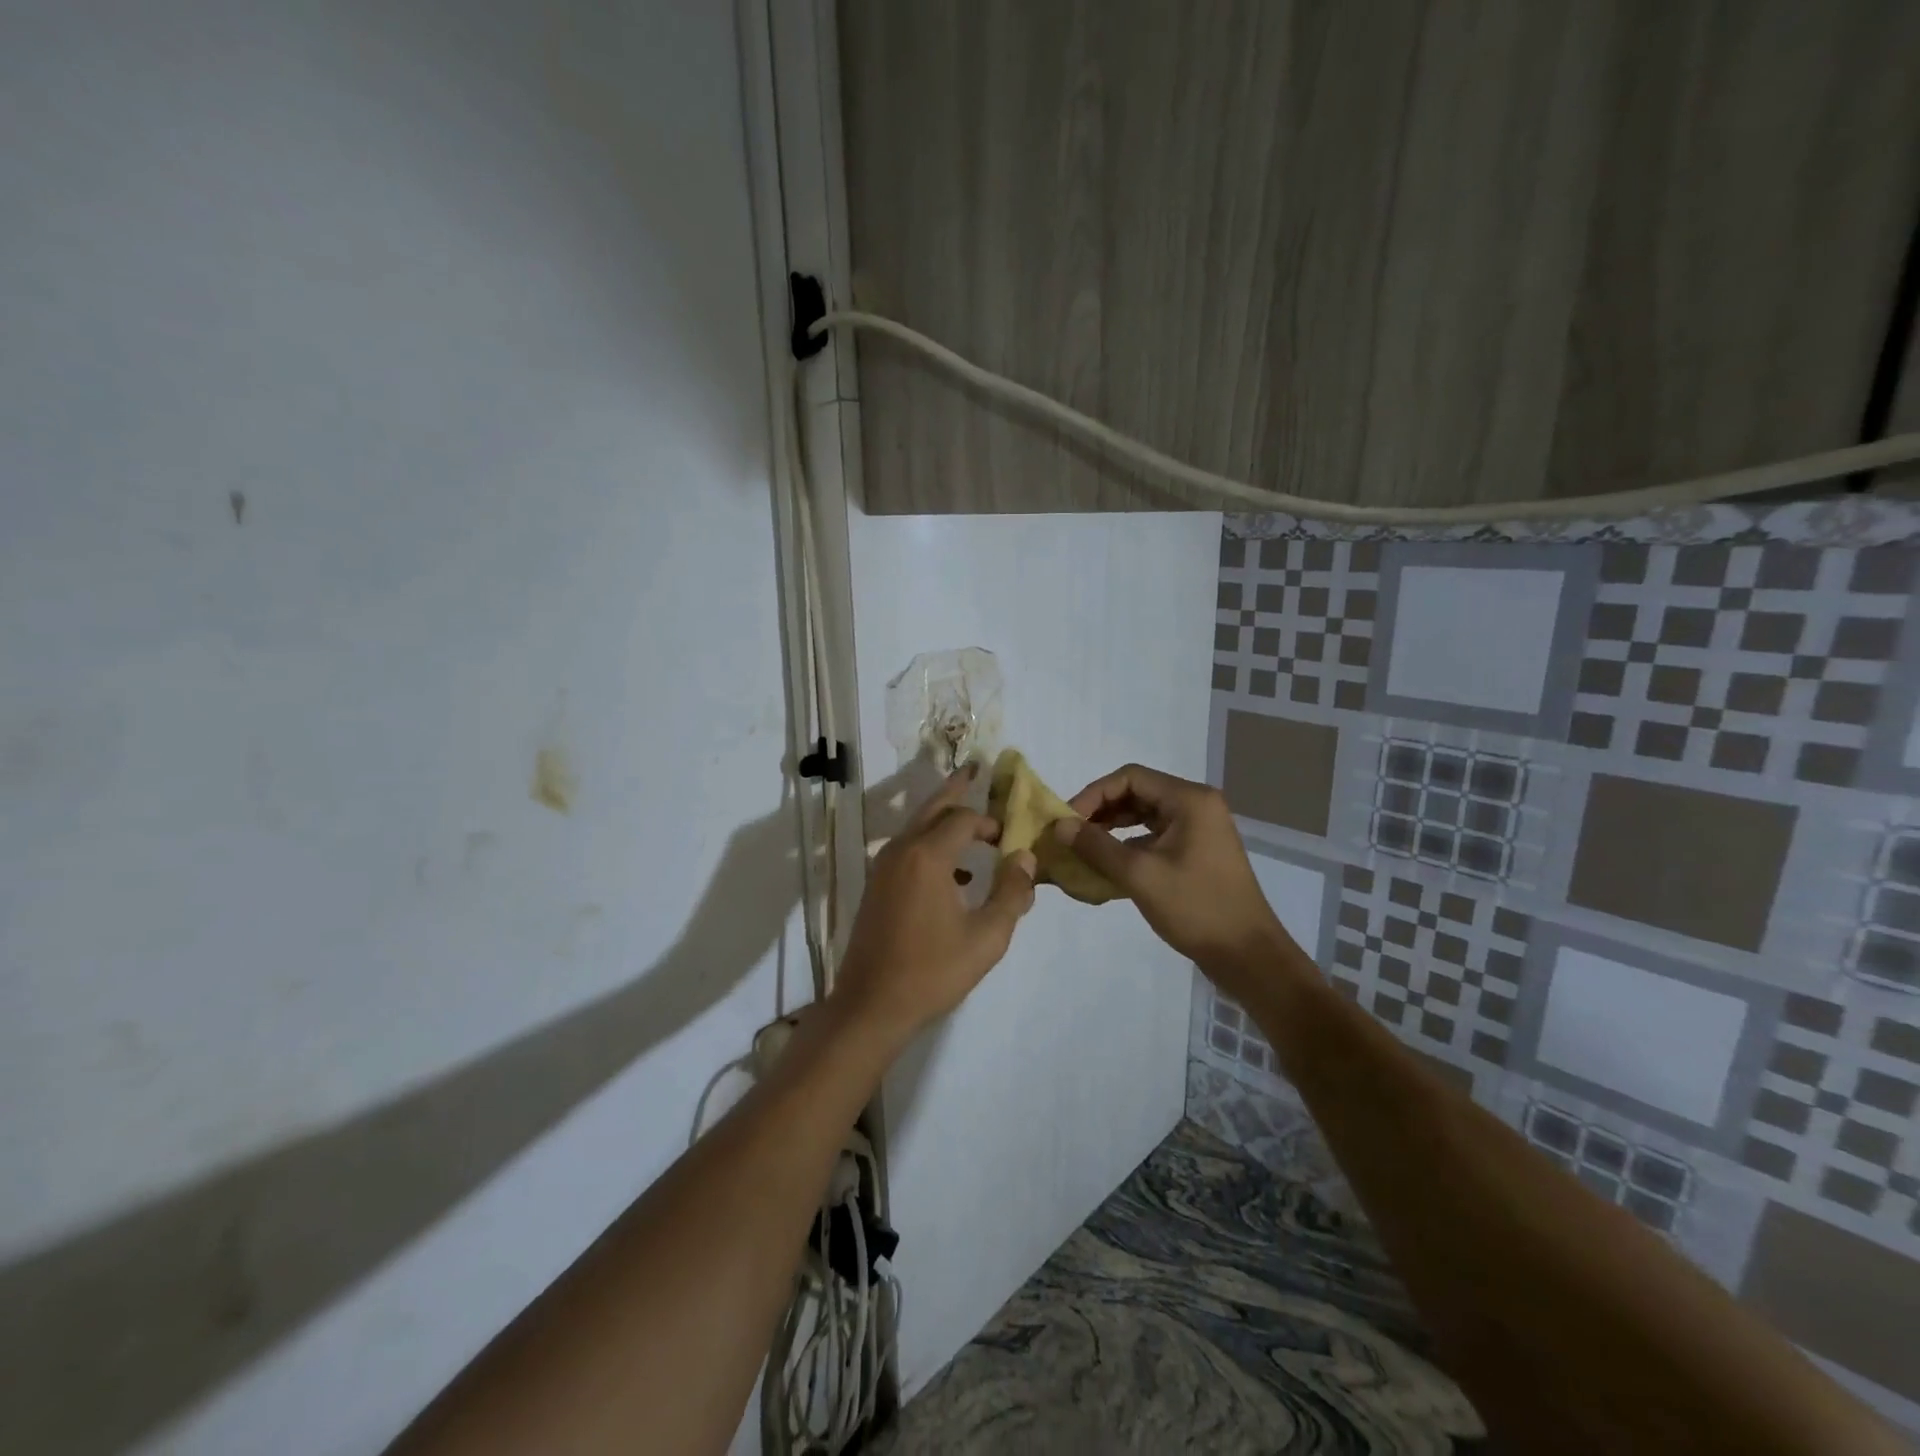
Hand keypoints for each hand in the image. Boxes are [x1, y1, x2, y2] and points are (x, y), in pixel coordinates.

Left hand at [832, 764, 1036, 1041]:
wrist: (872, 1005)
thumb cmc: (933, 971)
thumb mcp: (986, 937)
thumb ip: (1011, 893)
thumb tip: (1025, 859)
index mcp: (928, 856)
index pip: (963, 819)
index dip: (990, 822)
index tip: (1010, 837)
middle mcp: (901, 851)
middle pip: (933, 807)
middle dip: (957, 788)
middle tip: (976, 769)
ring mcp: (883, 867)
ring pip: (917, 826)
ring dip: (944, 820)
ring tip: (973, 827)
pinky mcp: (876, 885)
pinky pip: (907, 848)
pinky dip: (930, 844)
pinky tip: (953, 874)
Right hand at [1055, 763, 1292, 991]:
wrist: (1247, 955)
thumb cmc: (1195, 908)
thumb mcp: (1139, 875)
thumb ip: (1096, 846)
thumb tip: (1059, 826)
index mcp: (1189, 800)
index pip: (1130, 777)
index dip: (1094, 794)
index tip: (1068, 821)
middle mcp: (1197, 805)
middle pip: (1137, 792)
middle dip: (1101, 810)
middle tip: (1071, 835)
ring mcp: (1200, 828)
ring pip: (1145, 814)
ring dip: (1113, 827)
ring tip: (1084, 848)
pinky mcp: (1198, 851)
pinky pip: (1156, 834)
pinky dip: (1130, 843)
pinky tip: (1109, 864)